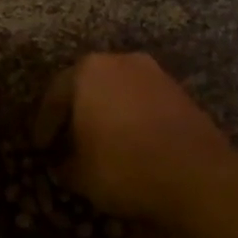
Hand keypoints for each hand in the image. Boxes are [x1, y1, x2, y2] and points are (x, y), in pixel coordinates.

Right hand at [34, 52, 231, 218]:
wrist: (197, 176)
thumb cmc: (124, 167)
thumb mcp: (80, 175)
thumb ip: (64, 164)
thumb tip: (63, 164)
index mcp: (87, 72)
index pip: (54, 96)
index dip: (44, 125)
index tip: (40, 147)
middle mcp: (120, 62)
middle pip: (87, 86)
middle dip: (76, 112)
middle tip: (67, 139)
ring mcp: (154, 74)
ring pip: (118, 91)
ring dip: (106, 113)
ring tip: (99, 142)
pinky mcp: (180, 92)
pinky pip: (143, 102)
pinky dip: (131, 118)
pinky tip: (129, 142)